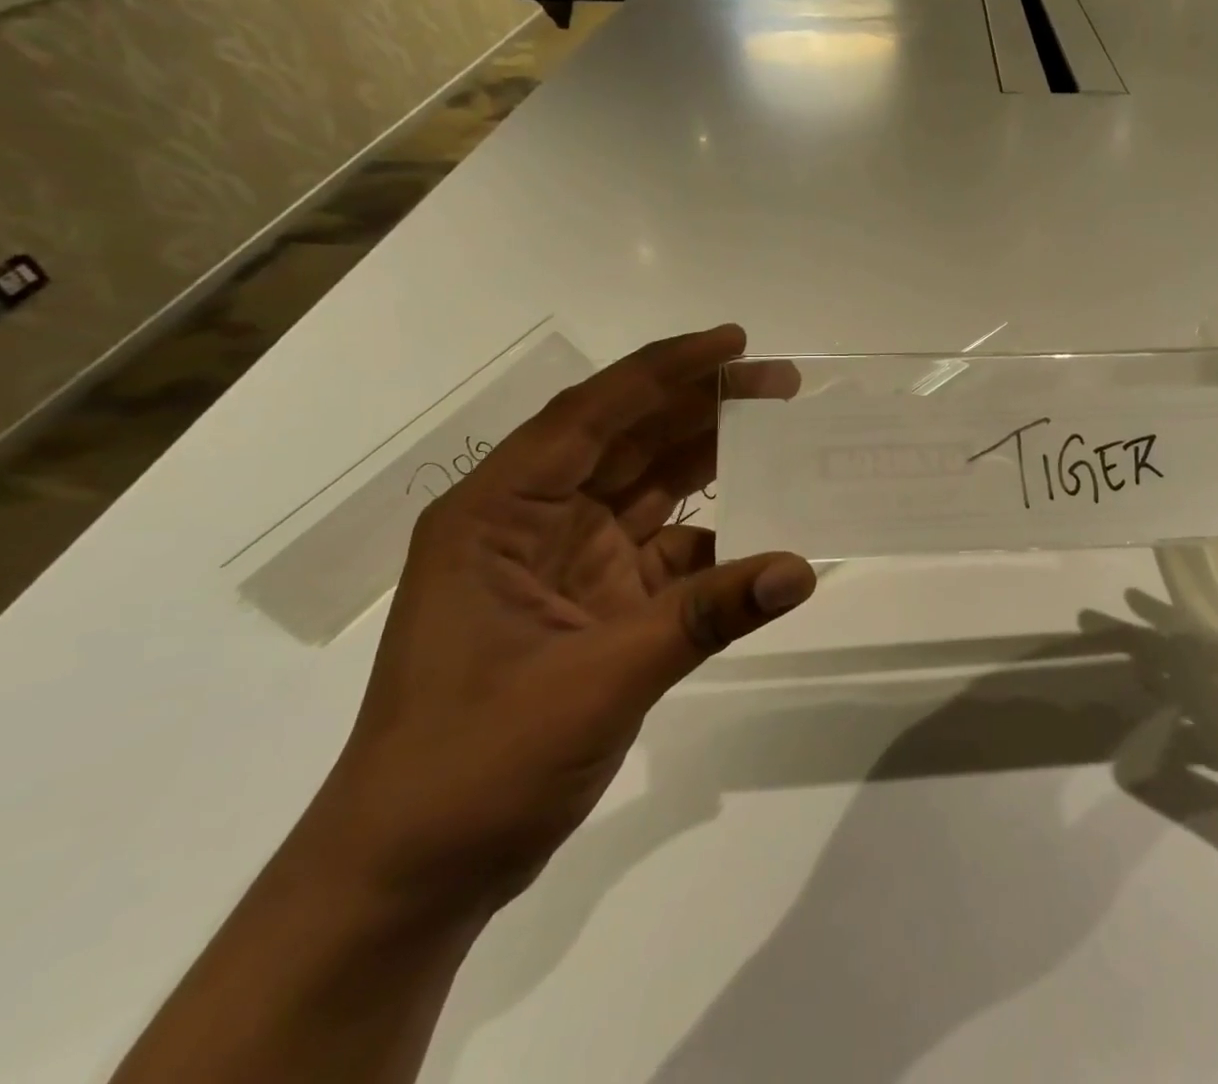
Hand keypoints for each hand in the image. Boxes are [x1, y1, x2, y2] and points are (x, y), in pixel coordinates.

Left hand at [301, 325, 815, 916]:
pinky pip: (670, 554)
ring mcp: (568, 565)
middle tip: (780, 382)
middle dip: (702, 406)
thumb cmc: (473, 763)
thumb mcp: (594, 681)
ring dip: (712, 461)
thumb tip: (801, 570)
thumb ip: (703, 617)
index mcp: (500, 514)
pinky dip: (717, 542)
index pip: (590, 416)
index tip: (734, 343)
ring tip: (781, 431)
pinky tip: (766, 533)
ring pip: (651, 490)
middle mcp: (533, 523)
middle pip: (628, 442)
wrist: (415, 877)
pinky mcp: (599, 607)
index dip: (665, 372)